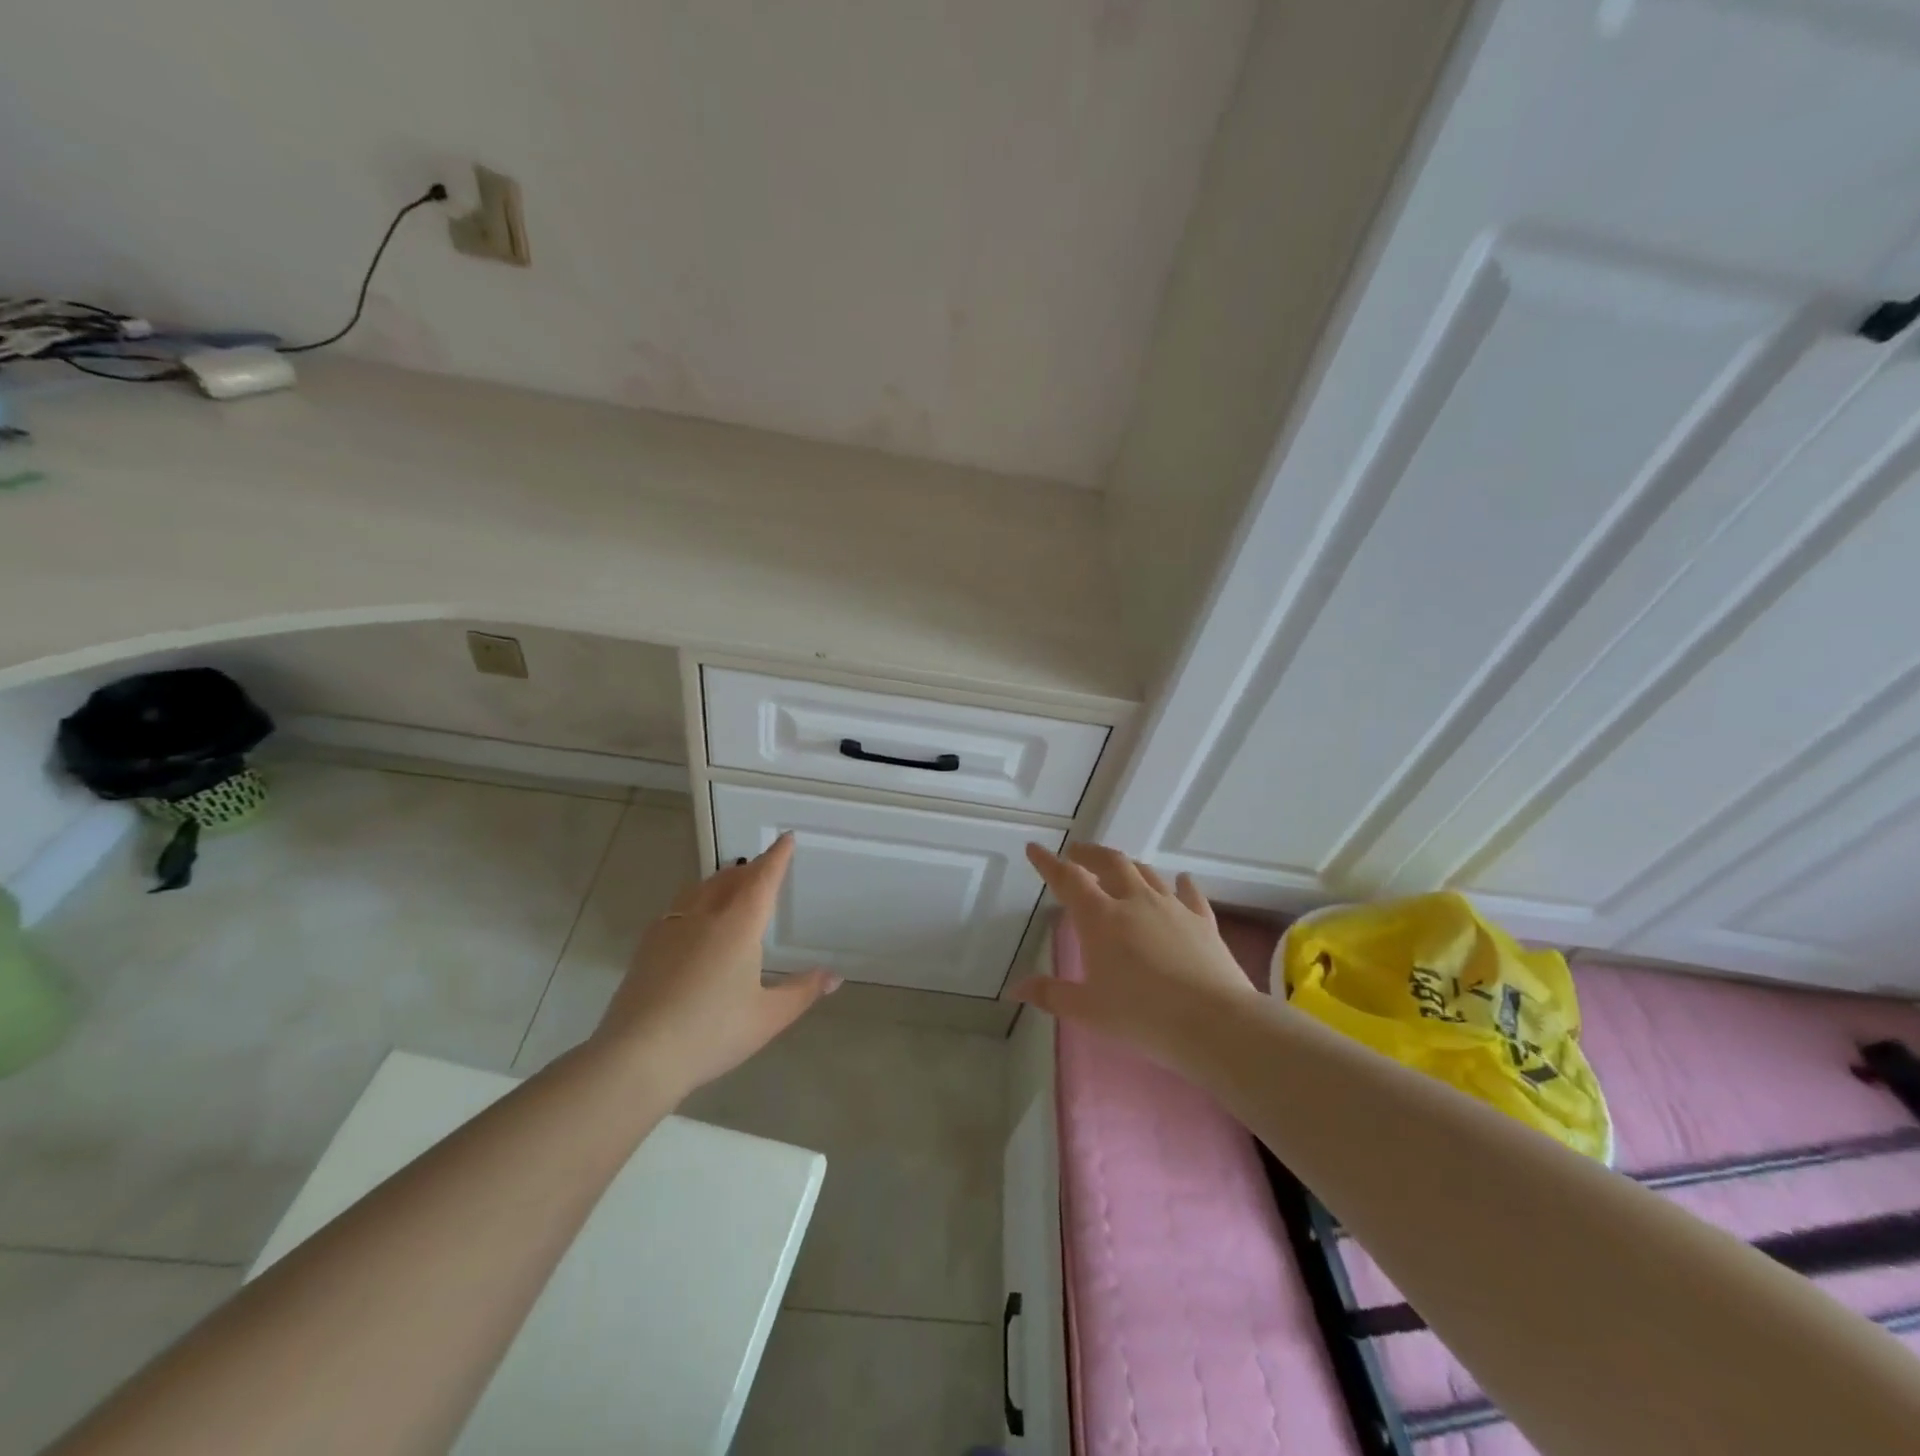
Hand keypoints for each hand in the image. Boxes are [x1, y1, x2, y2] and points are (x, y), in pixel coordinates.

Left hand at [590, 832, 838, 1096]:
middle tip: (764, 865)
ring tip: (732, 883)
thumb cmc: (712, 1032)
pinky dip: (696, 900)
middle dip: (750, 868)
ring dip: (721, 879)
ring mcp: (671, 928)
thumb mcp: (768, 1017)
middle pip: (730, 878)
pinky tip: (694, 919)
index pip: (763, 879)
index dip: (777, 857)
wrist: (638, 1056)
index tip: (786, 838)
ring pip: (701, 889)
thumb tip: (834, 976)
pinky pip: (679, 906)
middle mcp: (705, 916)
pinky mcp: (648, 946)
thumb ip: (802, 992)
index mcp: (739, 925)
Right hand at [1012, 842, 1257, 1066]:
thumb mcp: (1088, 1010)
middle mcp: (1134, 900)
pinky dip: (1180, 883)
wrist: (1213, 1022)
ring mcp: (1172, 907)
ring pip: (1146, 872)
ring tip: (1118, 867)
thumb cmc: (1142, 1016)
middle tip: (1077, 853)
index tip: (1035, 849)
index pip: (1068, 879)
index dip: (1048, 863)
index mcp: (1100, 918)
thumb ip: (1051, 995)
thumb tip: (1016, 988)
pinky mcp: (1202, 920)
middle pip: (1110, 863)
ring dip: (1128, 865)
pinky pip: (1189, 893)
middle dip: (1090, 854)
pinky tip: (1181, 880)